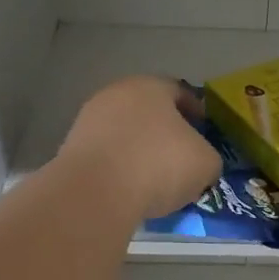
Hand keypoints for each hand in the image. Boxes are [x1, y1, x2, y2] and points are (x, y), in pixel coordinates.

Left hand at [57, 76, 220, 221]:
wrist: (96, 193)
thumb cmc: (159, 165)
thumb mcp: (206, 163)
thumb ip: (207, 156)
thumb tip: (199, 162)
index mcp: (151, 86)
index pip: (180, 92)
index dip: (196, 112)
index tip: (205, 133)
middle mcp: (116, 94)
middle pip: (148, 111)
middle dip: (166, 132)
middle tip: (181, 158)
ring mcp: (89, 120)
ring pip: (125, 133)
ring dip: (140, 151)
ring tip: (155, 180)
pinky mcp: (71, 149)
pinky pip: (106, 156)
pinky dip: (119, 168)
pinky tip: (130, 189)